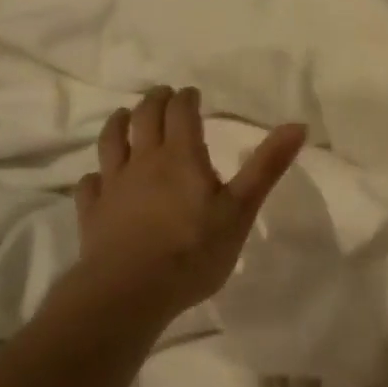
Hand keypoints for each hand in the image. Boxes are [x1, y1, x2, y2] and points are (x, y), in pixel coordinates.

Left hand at [72, 85, 306, 320]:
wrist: (129, 292)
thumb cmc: (193, 250)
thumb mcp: (240, 210)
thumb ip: (266, 166)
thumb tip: (298, 125)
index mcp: (181, 155)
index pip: (181, 112)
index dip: (186, 98)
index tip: (192, 94)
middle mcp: (144, 160)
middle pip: (146, 117)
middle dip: (156, 101)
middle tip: (163, 95)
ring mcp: (114, 185)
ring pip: (112, 141)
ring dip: (119, 123)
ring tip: (125, 116)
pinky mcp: (93, 212)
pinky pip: (89, 185)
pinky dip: (95, 176)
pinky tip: (97, 178)